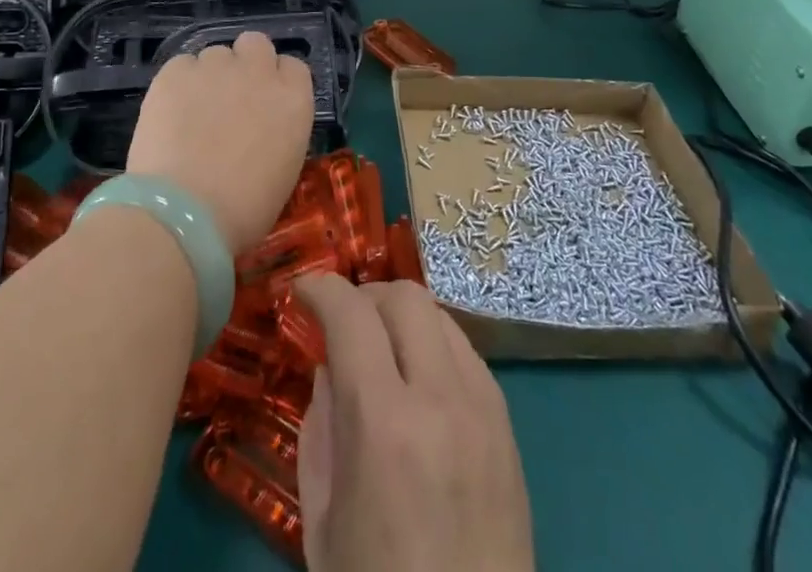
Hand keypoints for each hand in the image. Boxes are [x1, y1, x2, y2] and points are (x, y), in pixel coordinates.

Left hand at [125, 31, 313, 254]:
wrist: (184, 214)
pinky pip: (182, 65)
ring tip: (193, 112)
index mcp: (293, 100)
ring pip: (216, 54)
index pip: (293, 68)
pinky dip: (178, 84)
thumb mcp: (283, 172)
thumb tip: (261, 129)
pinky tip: (170, 114)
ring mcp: (216, 67)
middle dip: (246, 63)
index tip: (265, 103)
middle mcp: (259, 72)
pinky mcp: (176, 72)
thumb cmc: (243, 210)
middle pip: (256, 44)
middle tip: (231, 97)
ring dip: (210, 76)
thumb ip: (278, 134)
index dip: (278, 81)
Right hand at [293, 276, 532, 571]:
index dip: (322, 289)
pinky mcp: (508, 426)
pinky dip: (435, 347)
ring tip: (381, 348)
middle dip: (366, 296)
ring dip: (403, 318)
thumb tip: (330, 366)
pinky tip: (420, 382)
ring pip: (441, 316)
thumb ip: (322, 426)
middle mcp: (441, 399)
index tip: (303, 291)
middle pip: (406, 296)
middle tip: (342, 322)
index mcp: (385, 425)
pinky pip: (467, 354)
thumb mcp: (324, 521)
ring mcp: (483, 409)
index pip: (352, 314)